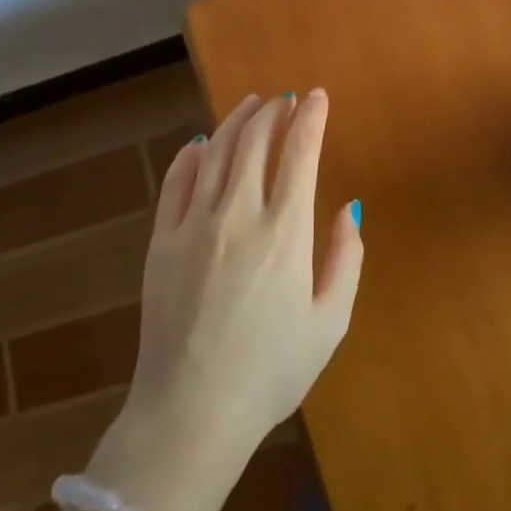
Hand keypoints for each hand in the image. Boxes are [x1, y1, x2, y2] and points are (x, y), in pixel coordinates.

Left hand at [126, 91, 362, 459]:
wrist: (191, 413)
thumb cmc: (270, 372)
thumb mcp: (329, 323)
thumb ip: (345, 260)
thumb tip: (348, 208)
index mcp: (285, 232)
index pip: (299, 152)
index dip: (310, 118)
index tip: (318, 97)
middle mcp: (238, 213)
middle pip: (256, 141)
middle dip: (275, 111)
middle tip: (286, 98)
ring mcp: (194, 223)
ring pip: (216, 151)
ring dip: (237, 121)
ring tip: (251, 104)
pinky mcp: (161, 239)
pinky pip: (176, 181)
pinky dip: (190, 155)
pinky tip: (200, 144)